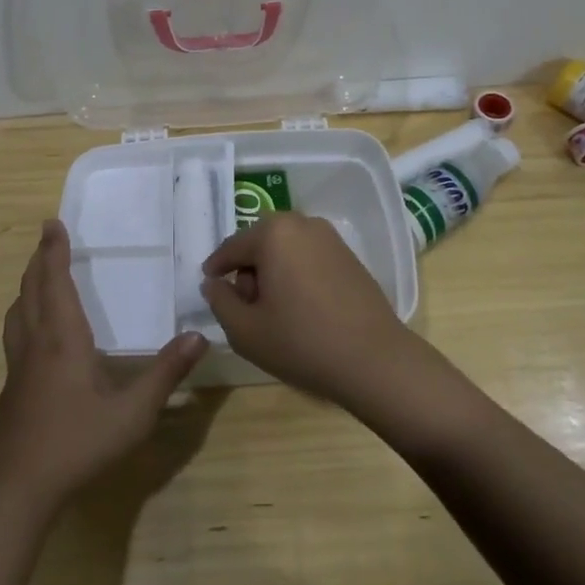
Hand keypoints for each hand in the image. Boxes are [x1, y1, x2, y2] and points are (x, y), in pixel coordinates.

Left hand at [0, 220, 207, 511]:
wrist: (17, 490)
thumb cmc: (77, 444)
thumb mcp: (133, 413)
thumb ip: (165, 374)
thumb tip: (198, 337)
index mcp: (62, 339)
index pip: (54, 282)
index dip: (53, 251)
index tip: (53, 223)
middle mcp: (35, 344)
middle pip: (31, 290)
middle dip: (39, 260)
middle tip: (47, 237)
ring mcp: (17, 367)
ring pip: (17, 312)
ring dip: (27, 285)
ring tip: (38, 276)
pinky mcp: (11, 388)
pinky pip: (15, 333)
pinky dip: (23, 313)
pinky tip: (35, 333)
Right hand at [200, 213, 422, 406]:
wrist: (374, 360)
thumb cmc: (302, 342)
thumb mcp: (245, 330)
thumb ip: (220, 301)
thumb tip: (214, 283)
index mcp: (273, 233)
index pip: (232, 247)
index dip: (216, 268)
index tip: (210, 286)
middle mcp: (302, 224)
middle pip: (260, 243)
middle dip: (247, 269)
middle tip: (245, 306)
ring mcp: (330, 238)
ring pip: (285, 249)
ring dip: (272, 271)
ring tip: (273, 310)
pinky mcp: (348, 255)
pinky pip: (308, 257)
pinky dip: (296, 274)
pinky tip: (300, 307)